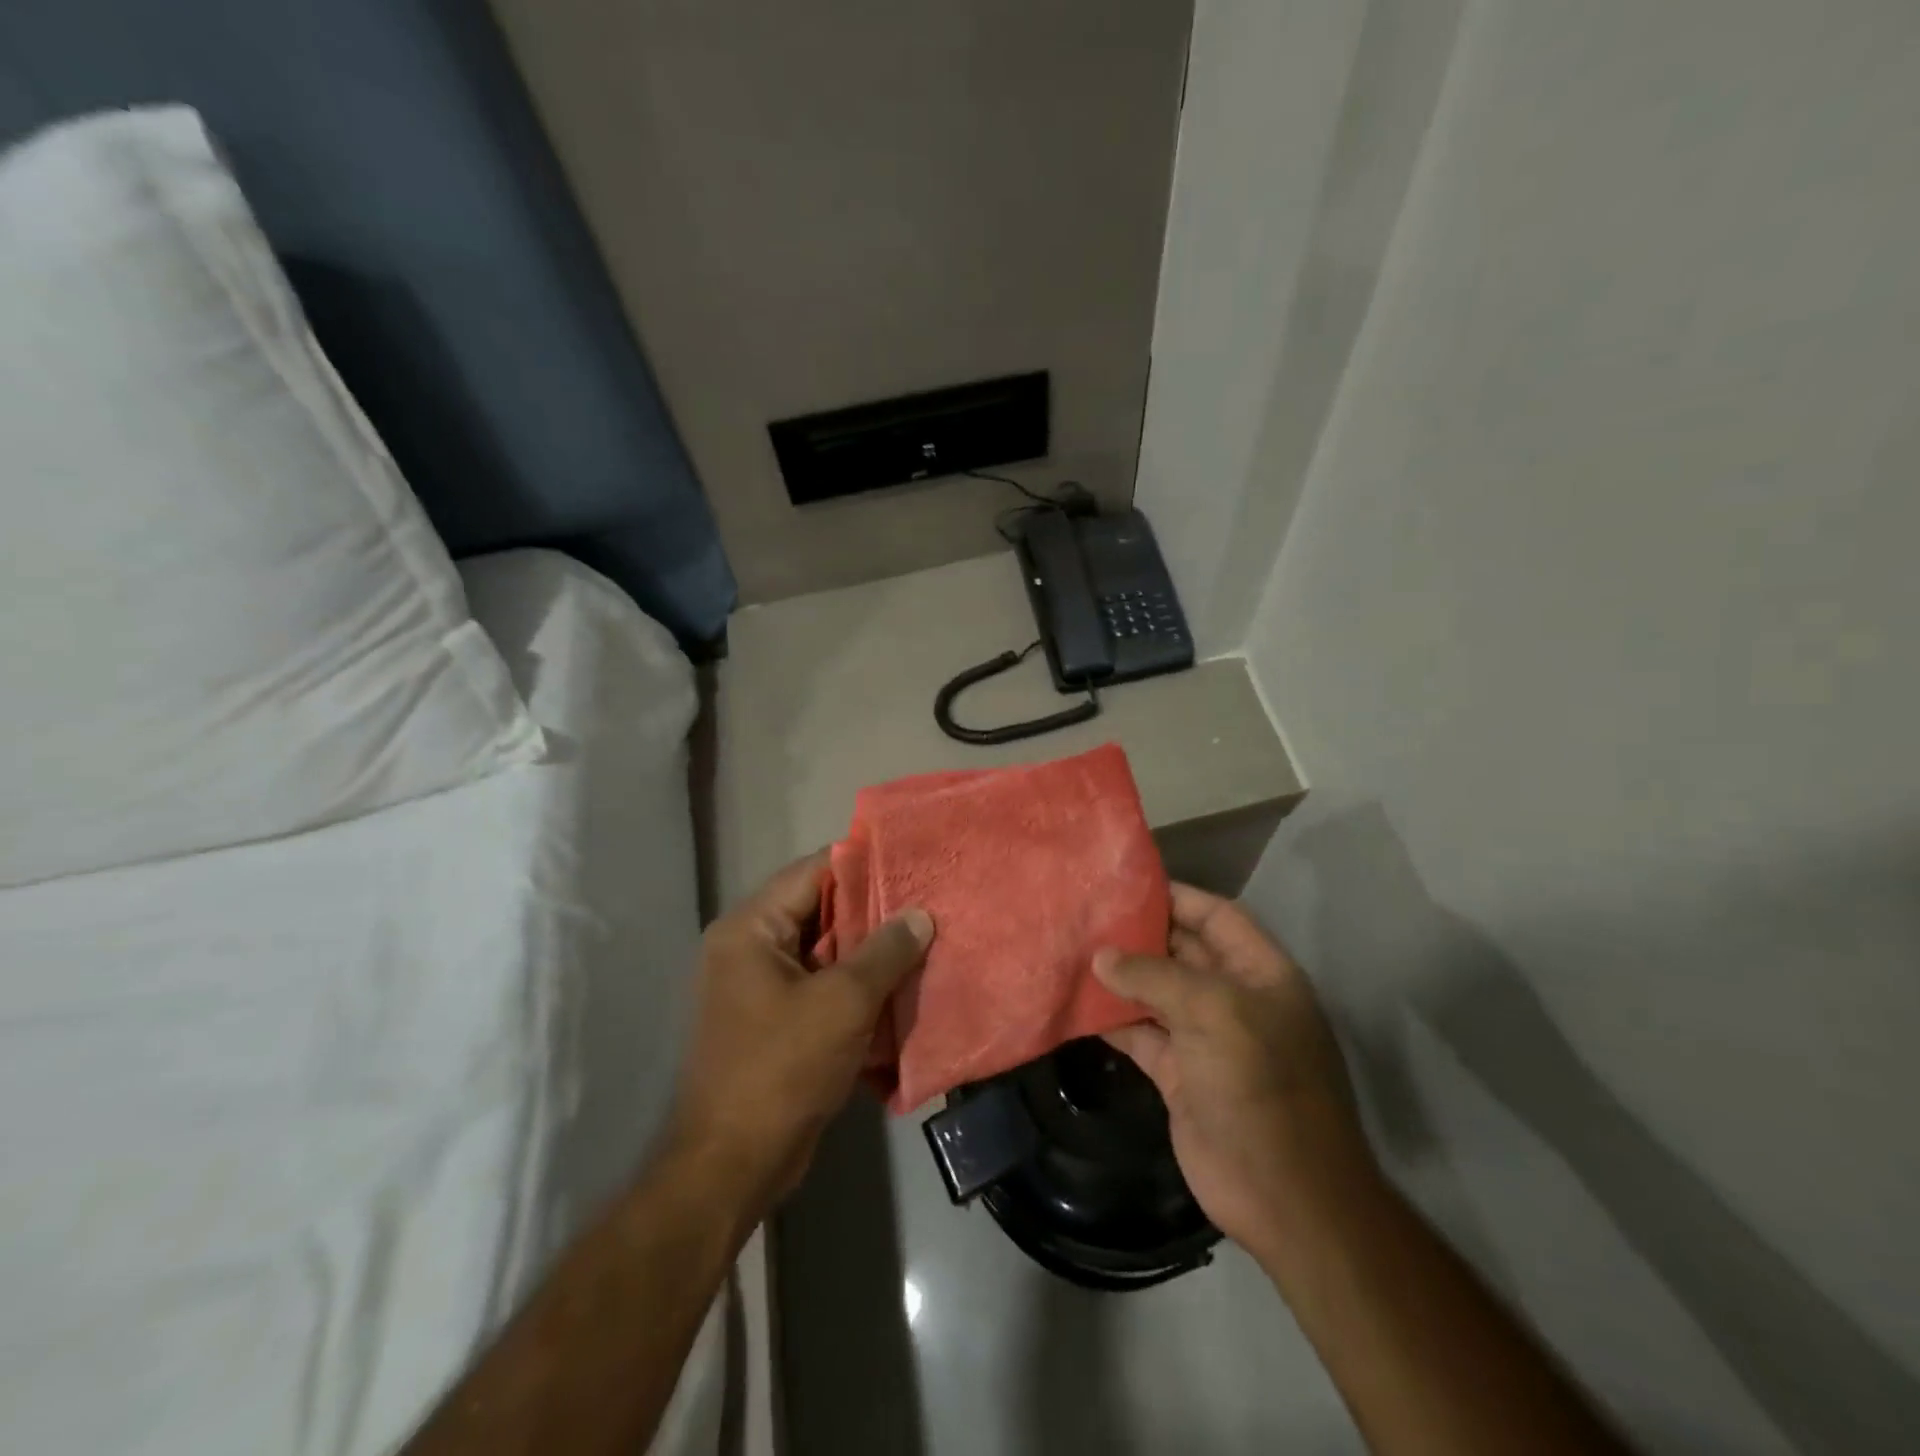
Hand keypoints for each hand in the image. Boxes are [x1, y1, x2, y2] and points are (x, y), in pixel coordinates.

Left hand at [665, 851, 933, 1224]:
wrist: (732, 1165)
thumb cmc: (782, 1068)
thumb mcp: (844, 1002)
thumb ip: (886, 951)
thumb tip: (920, 915)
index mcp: (751, 929)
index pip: (812, 872)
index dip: (863, 864)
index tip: (911, 863)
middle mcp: (748, 949)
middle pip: (819, 911)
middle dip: (872, 912)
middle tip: (926, 904)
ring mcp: (758, 988)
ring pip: (824, 952)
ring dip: (868, 952)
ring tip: (922, 941)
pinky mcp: (772, 1022)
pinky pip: (819, 986)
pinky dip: (854, 986)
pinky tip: (898, 987)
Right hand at [1094, 884, 1373, 1265]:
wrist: (1284, 1195)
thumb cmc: (1260, 1083)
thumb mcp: (1213, 1012)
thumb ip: (1154, 976)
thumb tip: (1101, 957)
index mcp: (1261, 973)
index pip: (1217, 916)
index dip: (1177, 896)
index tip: (1125, 884)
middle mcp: (1235, 999)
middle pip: (1182, 951)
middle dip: (1139, 935)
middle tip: (1086, 914)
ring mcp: (1206, 1039)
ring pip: (1156, 993)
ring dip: (1120, 977)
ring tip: (1072, 951)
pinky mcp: (1180, 1074)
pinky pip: (1141, 1034)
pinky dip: (1113, 1020)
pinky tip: (1077, 1004)